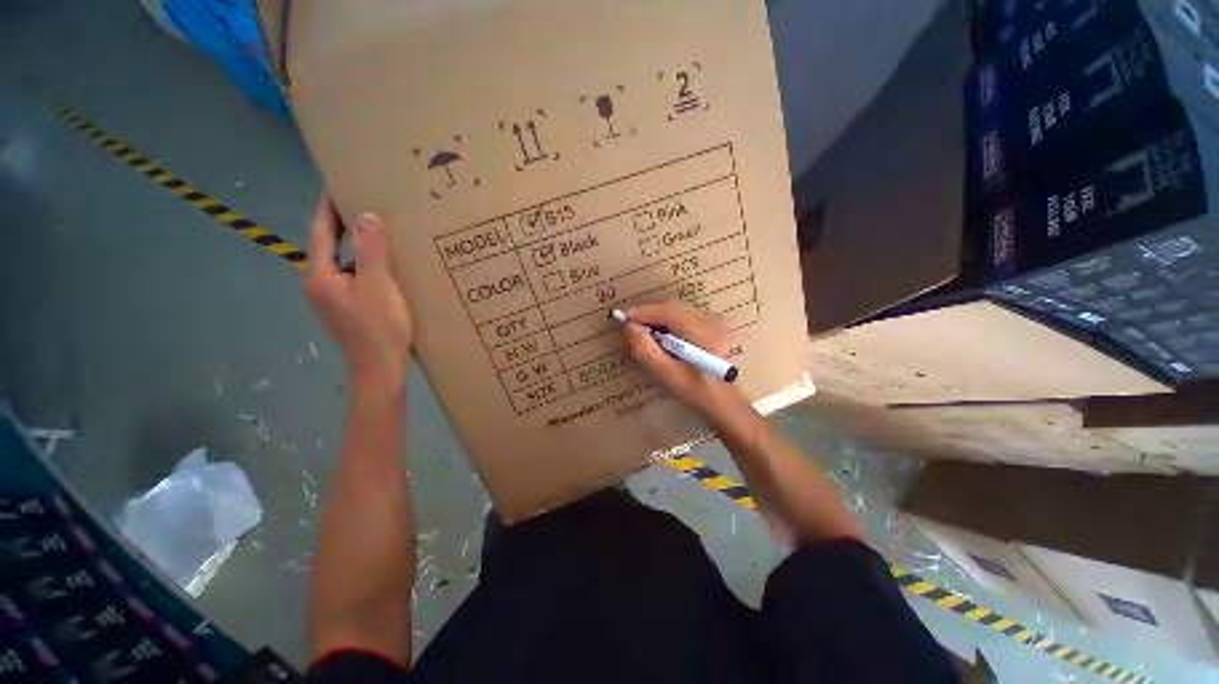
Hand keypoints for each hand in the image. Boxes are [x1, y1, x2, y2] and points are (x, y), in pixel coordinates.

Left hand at [305, 197, 412, 398]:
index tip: (338, 183)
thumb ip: (372, 251)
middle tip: (367, 203)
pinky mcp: (348, 309)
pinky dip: (367, 266)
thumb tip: (367, 215)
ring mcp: (334, 299)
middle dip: (345, 224)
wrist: (380, 370)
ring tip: (382, 232)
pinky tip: (387, 266)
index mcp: (321, 275)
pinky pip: (355, 277)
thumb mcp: (379, 286)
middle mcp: (320, 284)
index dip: (329, 207)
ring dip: (359, 246)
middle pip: (331, 246)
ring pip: (345, 263)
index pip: (322, 232)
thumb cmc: (379, 328)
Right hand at [621, 300, 741, 418]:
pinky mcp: (717, 327)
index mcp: (704, 333)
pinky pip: (687, 315)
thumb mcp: (667, 375)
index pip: (668, 310)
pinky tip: (663, 336)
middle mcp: (713, 321)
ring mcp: (718, 322)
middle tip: (630, 326)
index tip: (621, 317)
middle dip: (649, 313)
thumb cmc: (697, 394)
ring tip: (644, 332)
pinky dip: (670, 321)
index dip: (642, 311)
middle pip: (673, 306)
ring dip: (659, 316)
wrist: (728, 405)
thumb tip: (629, 327)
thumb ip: (646, 350)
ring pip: (679, 310)